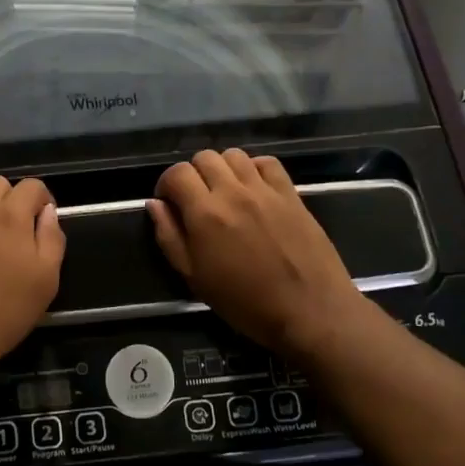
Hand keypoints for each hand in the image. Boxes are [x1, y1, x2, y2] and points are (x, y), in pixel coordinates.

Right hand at [148, 149, 366, 360]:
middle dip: (193, 174)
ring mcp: (265, 190)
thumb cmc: (245, 302)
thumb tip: (155, 204)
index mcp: (205, 213)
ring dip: (222, 168)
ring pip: (234, 155)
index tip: (170, 202)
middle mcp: (233, 192)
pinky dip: (254, 168)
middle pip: (204, 157)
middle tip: (196, 199)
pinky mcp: (291, 193)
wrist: (310, 310)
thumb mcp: (194, 278)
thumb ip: (169, 237)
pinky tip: (253, 189)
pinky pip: (267, 162)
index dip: (167, 183)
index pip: (177, 173)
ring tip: (224, 191)